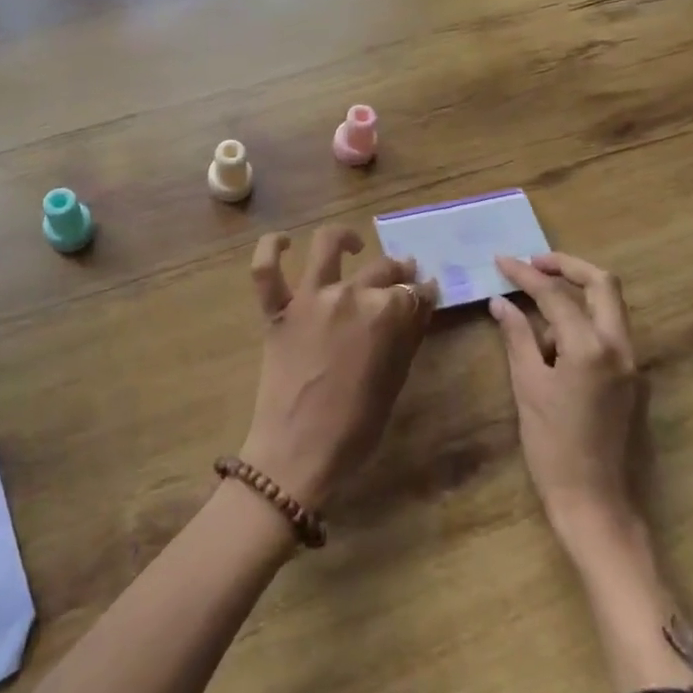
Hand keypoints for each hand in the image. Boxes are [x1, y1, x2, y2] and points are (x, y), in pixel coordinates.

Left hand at [238, 226, 435, 509]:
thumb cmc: (357, 427)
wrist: (299, 452)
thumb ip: (408, 335)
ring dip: (344, 239)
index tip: (426, 296)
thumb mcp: (395, 380)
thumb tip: (419, 303)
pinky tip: (283, 242)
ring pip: (327, 247)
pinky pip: (266, 270)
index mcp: (387, 314)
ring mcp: (310, 298)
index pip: (415, 292)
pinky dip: (271, 249)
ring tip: (353, 246)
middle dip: (398, 273)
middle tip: (402, 281)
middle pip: (382, 269)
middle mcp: (350, 294)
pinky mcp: (277, 310)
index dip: (424, 294)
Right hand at [490, 253, 649, 562]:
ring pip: (609, 307)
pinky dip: (581, 323)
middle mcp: (621, 347)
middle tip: (532, 265)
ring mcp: (631, 363)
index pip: (556, 295)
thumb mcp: (527, 386)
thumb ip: (517, 337)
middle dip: (567, 267)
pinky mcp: (630, 379)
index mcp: (592, 347)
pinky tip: (550, 343)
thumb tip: (501, 302)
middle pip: (603, 284)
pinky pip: (607, 334)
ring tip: (532, 313)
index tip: (501, 260)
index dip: (525, 274)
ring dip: (574, 296)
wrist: (593, 499)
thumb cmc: (552, 445)